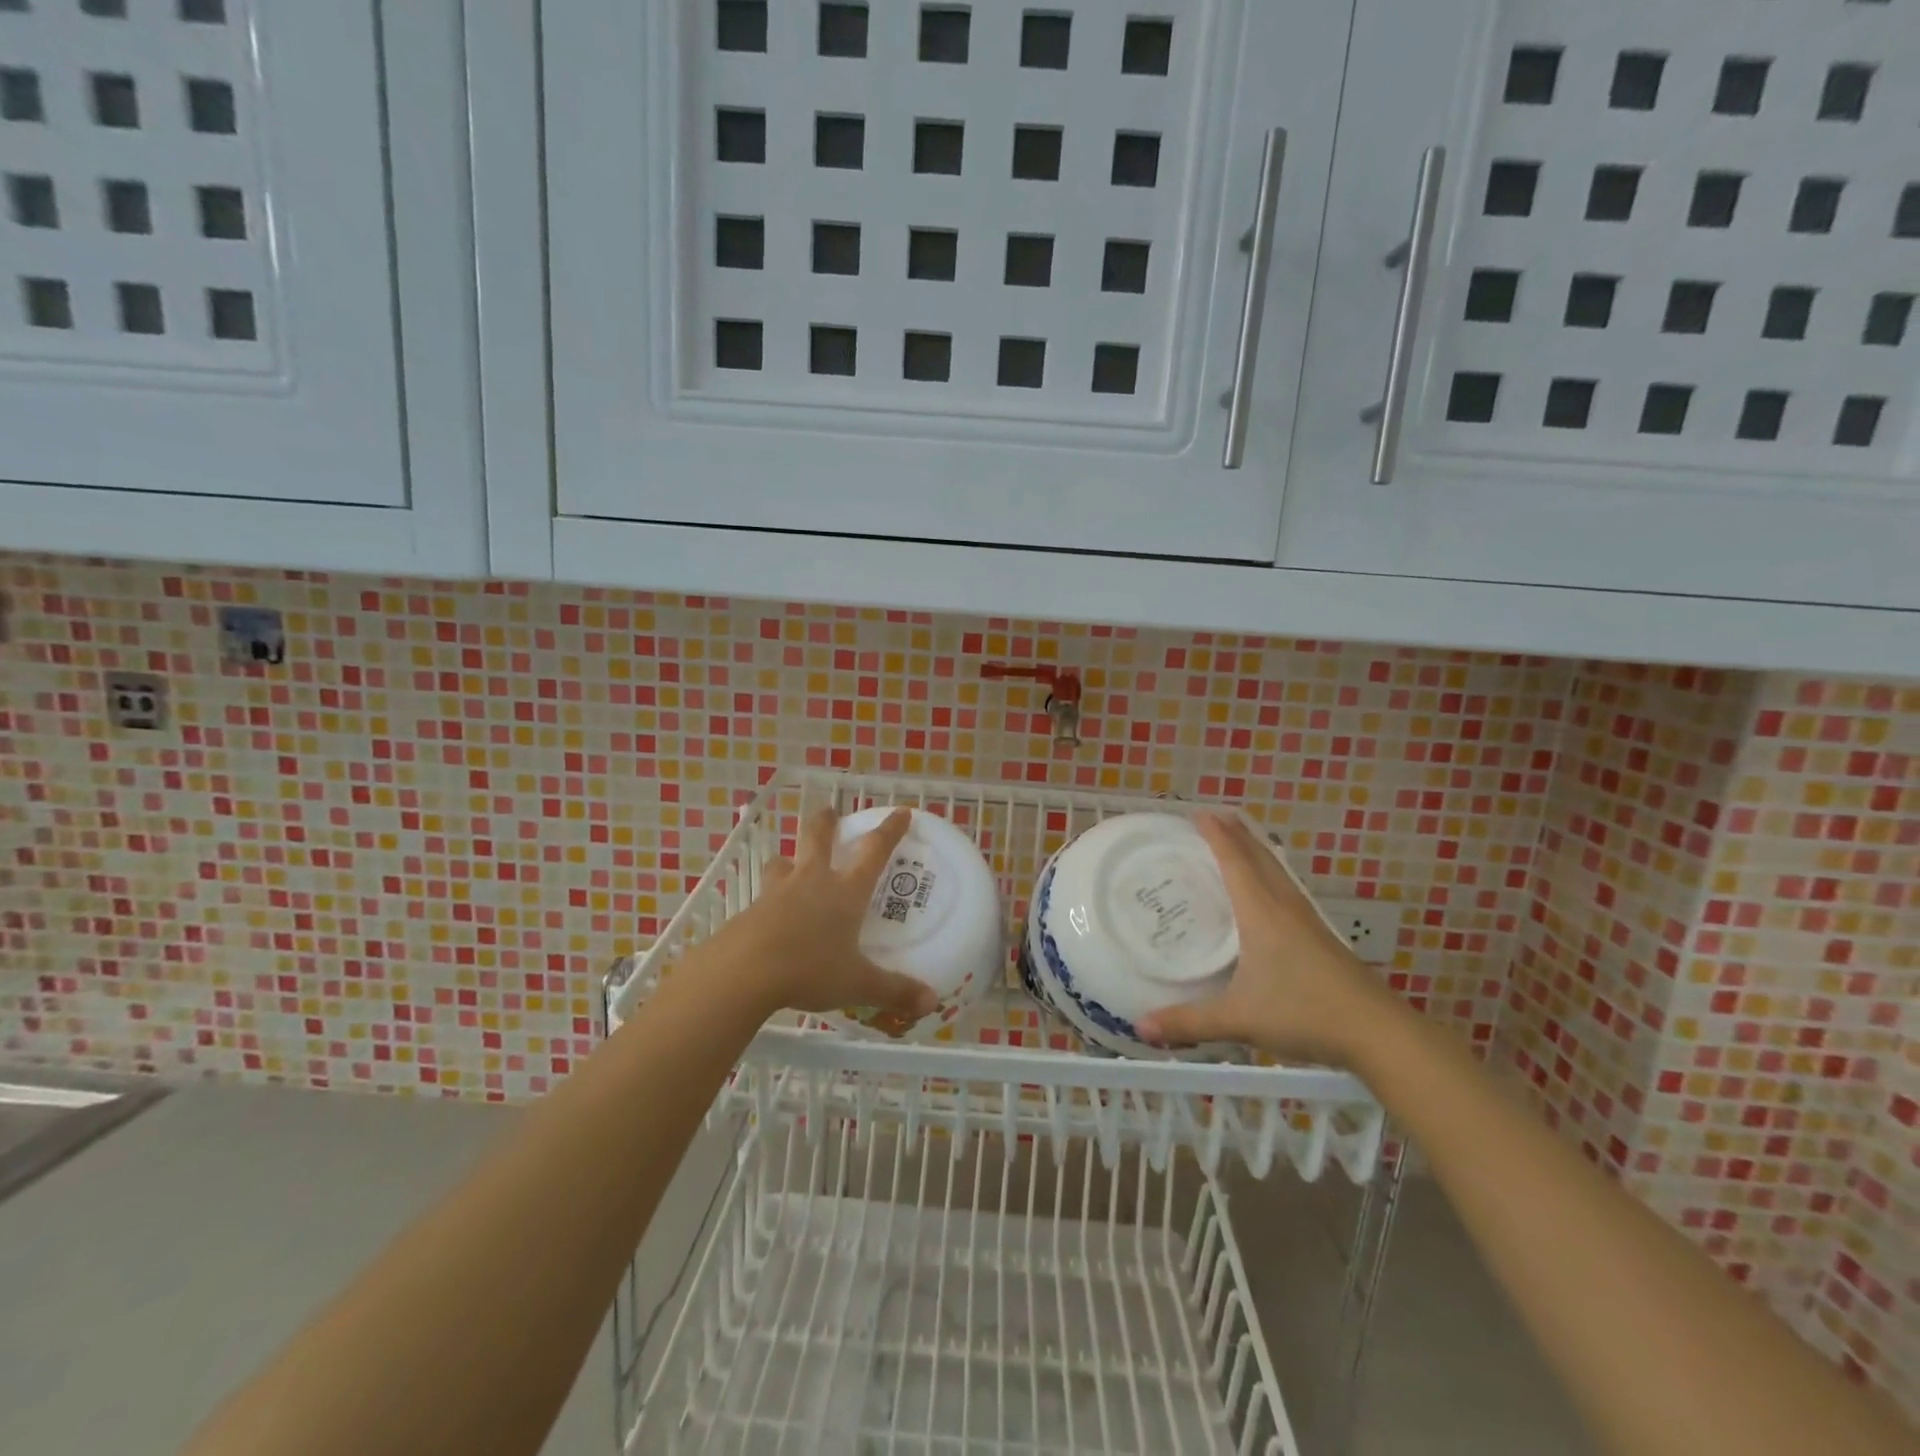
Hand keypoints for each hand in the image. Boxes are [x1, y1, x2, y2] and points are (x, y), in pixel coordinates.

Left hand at [708, 806, 938, 1029]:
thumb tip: (932, 1002)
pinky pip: (764, 894)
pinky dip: (770, 896)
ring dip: (791, 858)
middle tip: (830, 813)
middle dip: (826, 822)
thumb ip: (894, 991)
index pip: (874, 851)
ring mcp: (777, 892)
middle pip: (817, 837)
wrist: (743, 972)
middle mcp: (812, 881)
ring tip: (793, 864)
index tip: (900, 812)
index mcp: (845, 891)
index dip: (890, 830)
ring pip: (784, 862)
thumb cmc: (809, 969)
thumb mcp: (857, 984)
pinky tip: (771, 914)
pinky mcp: (751, 910)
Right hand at [1136, 815, 1405, 1065]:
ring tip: (1238, 842)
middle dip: (1236, 833)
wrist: (1377, 1032)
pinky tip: (1269, 892)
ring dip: (1256, 852)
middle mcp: (1285, 907)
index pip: (1235, 861)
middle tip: (1214, 817)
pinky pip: (1287, 890)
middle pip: (1259, 857)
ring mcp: (1307, 921)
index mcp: (1262, 913)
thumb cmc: (1304, 1013)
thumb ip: (1189, 1022)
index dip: (1216, 834)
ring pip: (1277, 872)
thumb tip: (1140, 1027)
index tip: (1198, 813)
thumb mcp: (1239, 1019)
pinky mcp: (1321, 937)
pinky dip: (1270, 875)